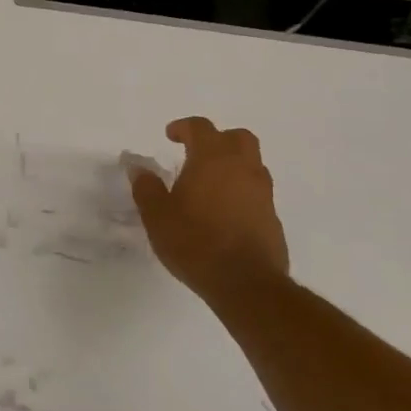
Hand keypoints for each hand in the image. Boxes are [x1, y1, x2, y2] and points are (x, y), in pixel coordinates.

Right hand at [128, 117, 289, 299]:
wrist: (246, 283)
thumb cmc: (194, 242)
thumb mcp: (157, 215)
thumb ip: (146, 187)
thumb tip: (137, 167)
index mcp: (212, 159)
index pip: (200, 128)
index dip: (183, 127)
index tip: (169, 136)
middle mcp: (242, 167)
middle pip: (237, 137)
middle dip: (216, 139)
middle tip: (196, 153)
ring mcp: (262, 192)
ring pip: (251, 163)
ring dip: (232, 164)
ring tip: (209, 183)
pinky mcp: (272, 216)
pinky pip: (256, 190)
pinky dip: (241, 190)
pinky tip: (223, 210)